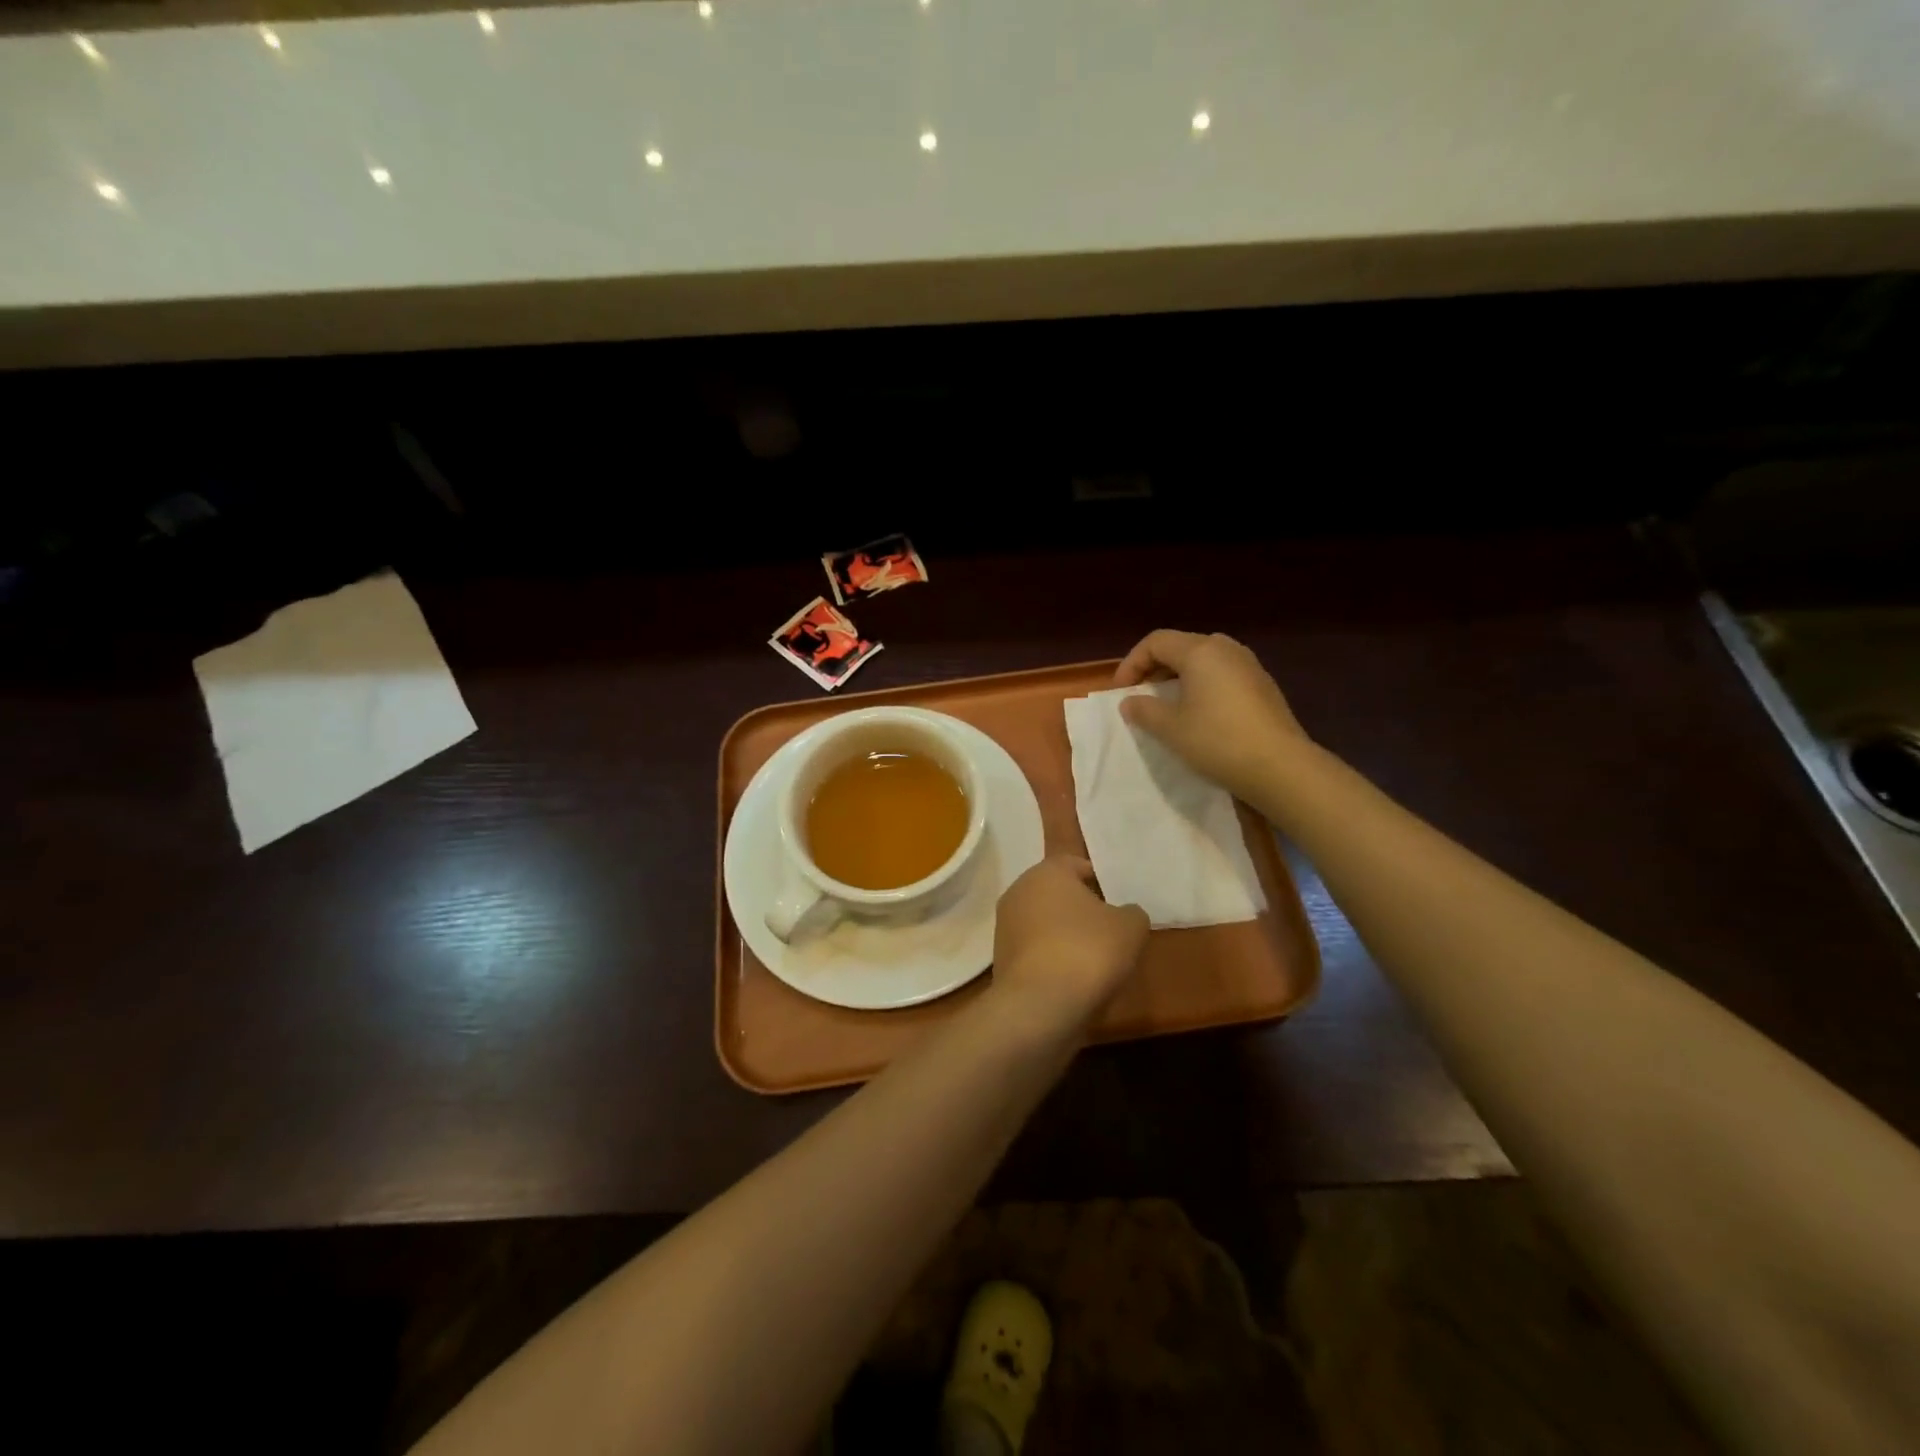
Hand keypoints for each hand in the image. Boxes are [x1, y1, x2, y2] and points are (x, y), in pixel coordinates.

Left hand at [992, 856, 1149, 1030]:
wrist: (1039, 1006)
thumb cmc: (1087, 951)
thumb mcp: (1130, 927)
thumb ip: (1131, 912)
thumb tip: (1124, 914)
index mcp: (1047, 872)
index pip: (1076, 865)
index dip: (1100, 881)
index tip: (1117, 902)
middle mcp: (1019, 891)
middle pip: (1057, 894)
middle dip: (1081, 909)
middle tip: (1108, 931)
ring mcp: (1005, 925)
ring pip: (1044, 922)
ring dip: (1064, 935)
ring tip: (1092, 960)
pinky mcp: (1000, 959)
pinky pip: (1035, 951)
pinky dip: (1051, 959)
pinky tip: (1070, 979)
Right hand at [1112, 629, 1308, 801]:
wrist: (1280, 767)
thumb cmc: (1217, 741)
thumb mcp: (1171, 728)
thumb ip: (1144, 710)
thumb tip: (1131, 701)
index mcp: (1200, 651)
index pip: (1156, 642)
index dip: (1131, 663)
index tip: (1121, 692)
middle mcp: (1226, 649)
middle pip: (1181, 646)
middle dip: (1155, 667)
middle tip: (1142, 694)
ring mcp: (1249, 665)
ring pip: (1204, 659)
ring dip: (1179, 676)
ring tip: (1168, 704)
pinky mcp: (1263, 685)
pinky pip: (1223, 674)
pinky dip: (1202, 685)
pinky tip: (1200, 713)